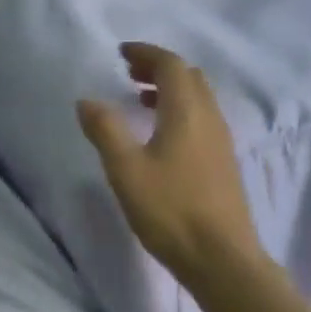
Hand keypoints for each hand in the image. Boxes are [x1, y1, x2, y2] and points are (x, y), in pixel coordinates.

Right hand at [77, 41, 262, 283]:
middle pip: (189, 77)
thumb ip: (105, 130)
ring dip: (171, 90)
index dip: (146, 53)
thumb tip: (87, 100)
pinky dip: (180, 111)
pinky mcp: (223, 163)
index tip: (121, 53)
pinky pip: (202, 119)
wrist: (222, 258)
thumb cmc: (171, 210)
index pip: (171, 65)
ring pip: (198, 99)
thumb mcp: (126, 170)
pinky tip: (161, 136)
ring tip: (140, 100)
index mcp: (187, 112)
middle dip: (159, 68)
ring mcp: (221, 141)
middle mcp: (210, 118)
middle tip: (129, 73)